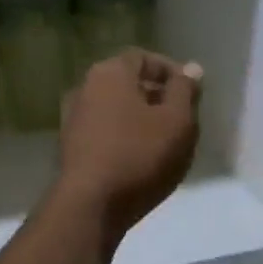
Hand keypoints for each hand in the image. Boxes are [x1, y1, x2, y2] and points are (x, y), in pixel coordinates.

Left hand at [57, 49, 202, 239]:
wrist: (90, 205)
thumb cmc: (139, 155)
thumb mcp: (177, 121)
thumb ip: (185, 90)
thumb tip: (191, 68)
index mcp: (109, 72)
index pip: (143, 58)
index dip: (170, 71)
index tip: (191, 93)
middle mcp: (85, 87)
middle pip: (127, 82)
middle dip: (156, 96)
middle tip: (182, 119)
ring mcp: (73, 117)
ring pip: (115, 108)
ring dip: (140, 119)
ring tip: (165, 142)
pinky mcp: (70, 146)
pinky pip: (104, 130)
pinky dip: (124, 136)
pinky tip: (141, 159)